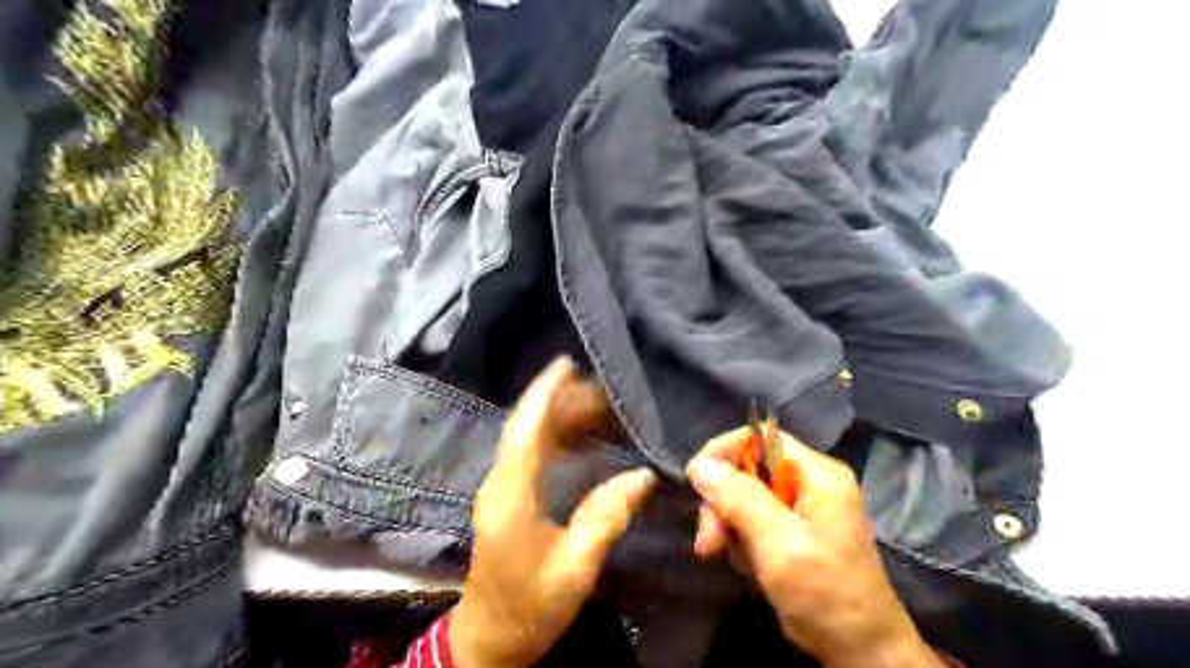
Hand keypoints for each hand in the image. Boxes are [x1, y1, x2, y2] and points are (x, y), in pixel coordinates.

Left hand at [452, 359, 660, 667]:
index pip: (525, 430)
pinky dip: (557, 438)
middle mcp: (500, 483)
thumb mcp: (576, 567)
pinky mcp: (506, 498)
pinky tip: (584, 441)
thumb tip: (642, 476)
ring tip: (601, 410)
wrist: (489, 639)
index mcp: (511, 496)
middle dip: (563, 402)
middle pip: (528, 427)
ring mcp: (500, 489)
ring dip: (561, 419)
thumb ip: (606, 517)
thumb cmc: (530, 607)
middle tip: (605, 393)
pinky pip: (531, 454)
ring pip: (529, 438)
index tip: (566, 364)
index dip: (544, 393)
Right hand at [684, 427, 944, 666]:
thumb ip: (739, 499)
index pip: (761, 437)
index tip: (695, 480)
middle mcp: (810, 482)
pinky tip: (742, 563)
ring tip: (720, 555)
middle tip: (708, 540)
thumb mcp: (777, 543)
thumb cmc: (824, 592)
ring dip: (727, 524)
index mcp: (817, 473)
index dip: (724, 451)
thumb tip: (699, 464)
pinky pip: (754, 519)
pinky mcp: (794, 531)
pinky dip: (739, 538)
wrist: (860, 651)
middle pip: (749, 470)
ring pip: (746, 496)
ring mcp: (803, 508)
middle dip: (722, 501)